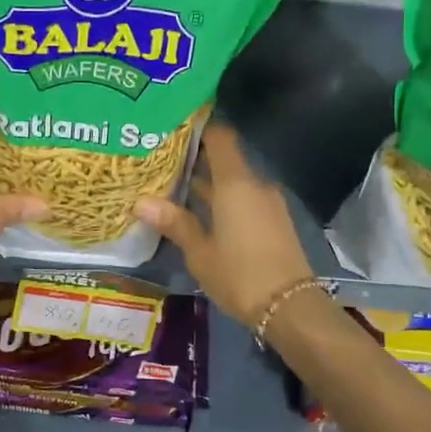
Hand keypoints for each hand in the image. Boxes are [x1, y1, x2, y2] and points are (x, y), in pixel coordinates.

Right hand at [137, 124, 311, 328]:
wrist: (289, 307)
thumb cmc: (239, 274)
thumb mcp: (199, 252)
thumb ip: (174, 222)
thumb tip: (141, 202)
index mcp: (235, 183)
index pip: (220, 137)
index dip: (200, 127)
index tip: (174, 124)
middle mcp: (254, 185)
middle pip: (225, 160)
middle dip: (196, 159)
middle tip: (161, 159)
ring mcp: (268, 203)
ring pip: (234, 182)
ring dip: (208, 183)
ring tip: (173, 186)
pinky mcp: (274, 221)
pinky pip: (244, 199)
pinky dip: (223, 199)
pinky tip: (200, 212)